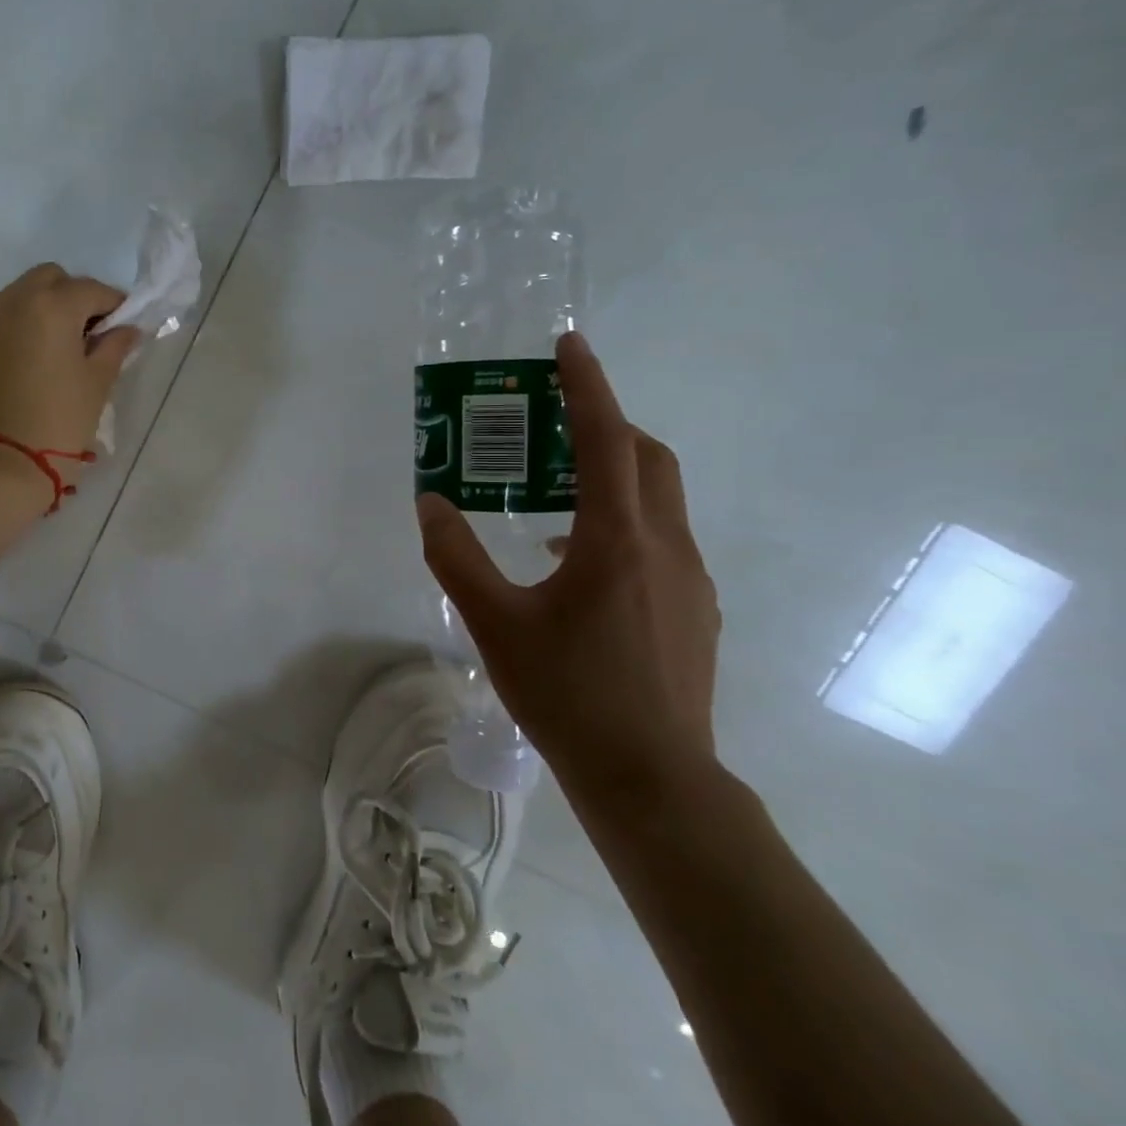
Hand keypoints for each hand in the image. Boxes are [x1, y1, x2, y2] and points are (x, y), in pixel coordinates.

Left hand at [0, 263, 139, 477]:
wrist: (0, 464)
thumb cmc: (59, 422)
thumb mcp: (97, 383)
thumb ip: (114, 347)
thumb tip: (126, 329)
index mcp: (51, 306)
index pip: (92, 290)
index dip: (114, 305)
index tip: (124, 326)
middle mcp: (13, 299)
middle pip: (52, 279)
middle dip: (74, 297)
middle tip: (90, 333)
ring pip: (22, 293)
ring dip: (44, 307)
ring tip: (58, 345)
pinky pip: (0, 315)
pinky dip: (20, 322)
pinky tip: (32, 355)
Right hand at [416, 330, 720, 814]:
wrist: (651, 779)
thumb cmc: (568, 694)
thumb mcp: (494, 623)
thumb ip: (457, 557)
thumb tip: (430, 503)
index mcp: (617, 540)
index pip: (606, 441)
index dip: (587, 387)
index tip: (568, 346)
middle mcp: (666, 547)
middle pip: (648, 460)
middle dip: (607, 426)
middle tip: (556, 424)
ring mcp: (690, 581)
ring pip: (659, 502)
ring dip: (615, 477)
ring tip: (557, 496)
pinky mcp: (695, 611)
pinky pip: (660, 542)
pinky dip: (623, 524)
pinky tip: (576, 564)